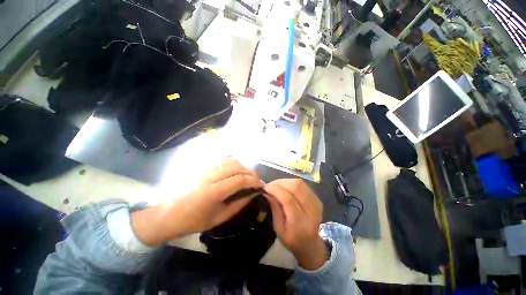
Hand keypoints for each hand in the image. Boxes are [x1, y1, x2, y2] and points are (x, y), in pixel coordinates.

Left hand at [132, 158, 261, 245]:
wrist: (167, 215)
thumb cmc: (193, 221)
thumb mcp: (219, 218)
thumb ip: (238, 205)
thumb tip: (253, 195)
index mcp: (213, 192)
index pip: (240, 180)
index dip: (253, 181)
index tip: (261, 185)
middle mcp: (210, 176)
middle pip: (237, 167)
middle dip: (251, 172)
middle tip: (257, 179)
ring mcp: (205, 169)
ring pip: (230, 161)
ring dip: (243, 167)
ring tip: (248, 175)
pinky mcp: (202, 167)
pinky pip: (222, 160)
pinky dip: (233, 163)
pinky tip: (236, 170)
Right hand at [264, 179, 327, 269]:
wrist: (311, 244)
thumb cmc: (292, 239)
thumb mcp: (278, 229)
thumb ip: (274, 208)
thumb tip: (267, 192)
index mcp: (301, 223)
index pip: (288, 199)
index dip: (275, 190)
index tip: (265, 187)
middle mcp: (312, 210)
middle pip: (295, 187)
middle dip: (280, 183)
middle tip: (269, 185)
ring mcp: (316, 202)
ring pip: (299, 183)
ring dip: (285, 182)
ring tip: (275, 185)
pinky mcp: (317, 197)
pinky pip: (302, 184)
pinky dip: (290, 183)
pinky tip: (284, 186)